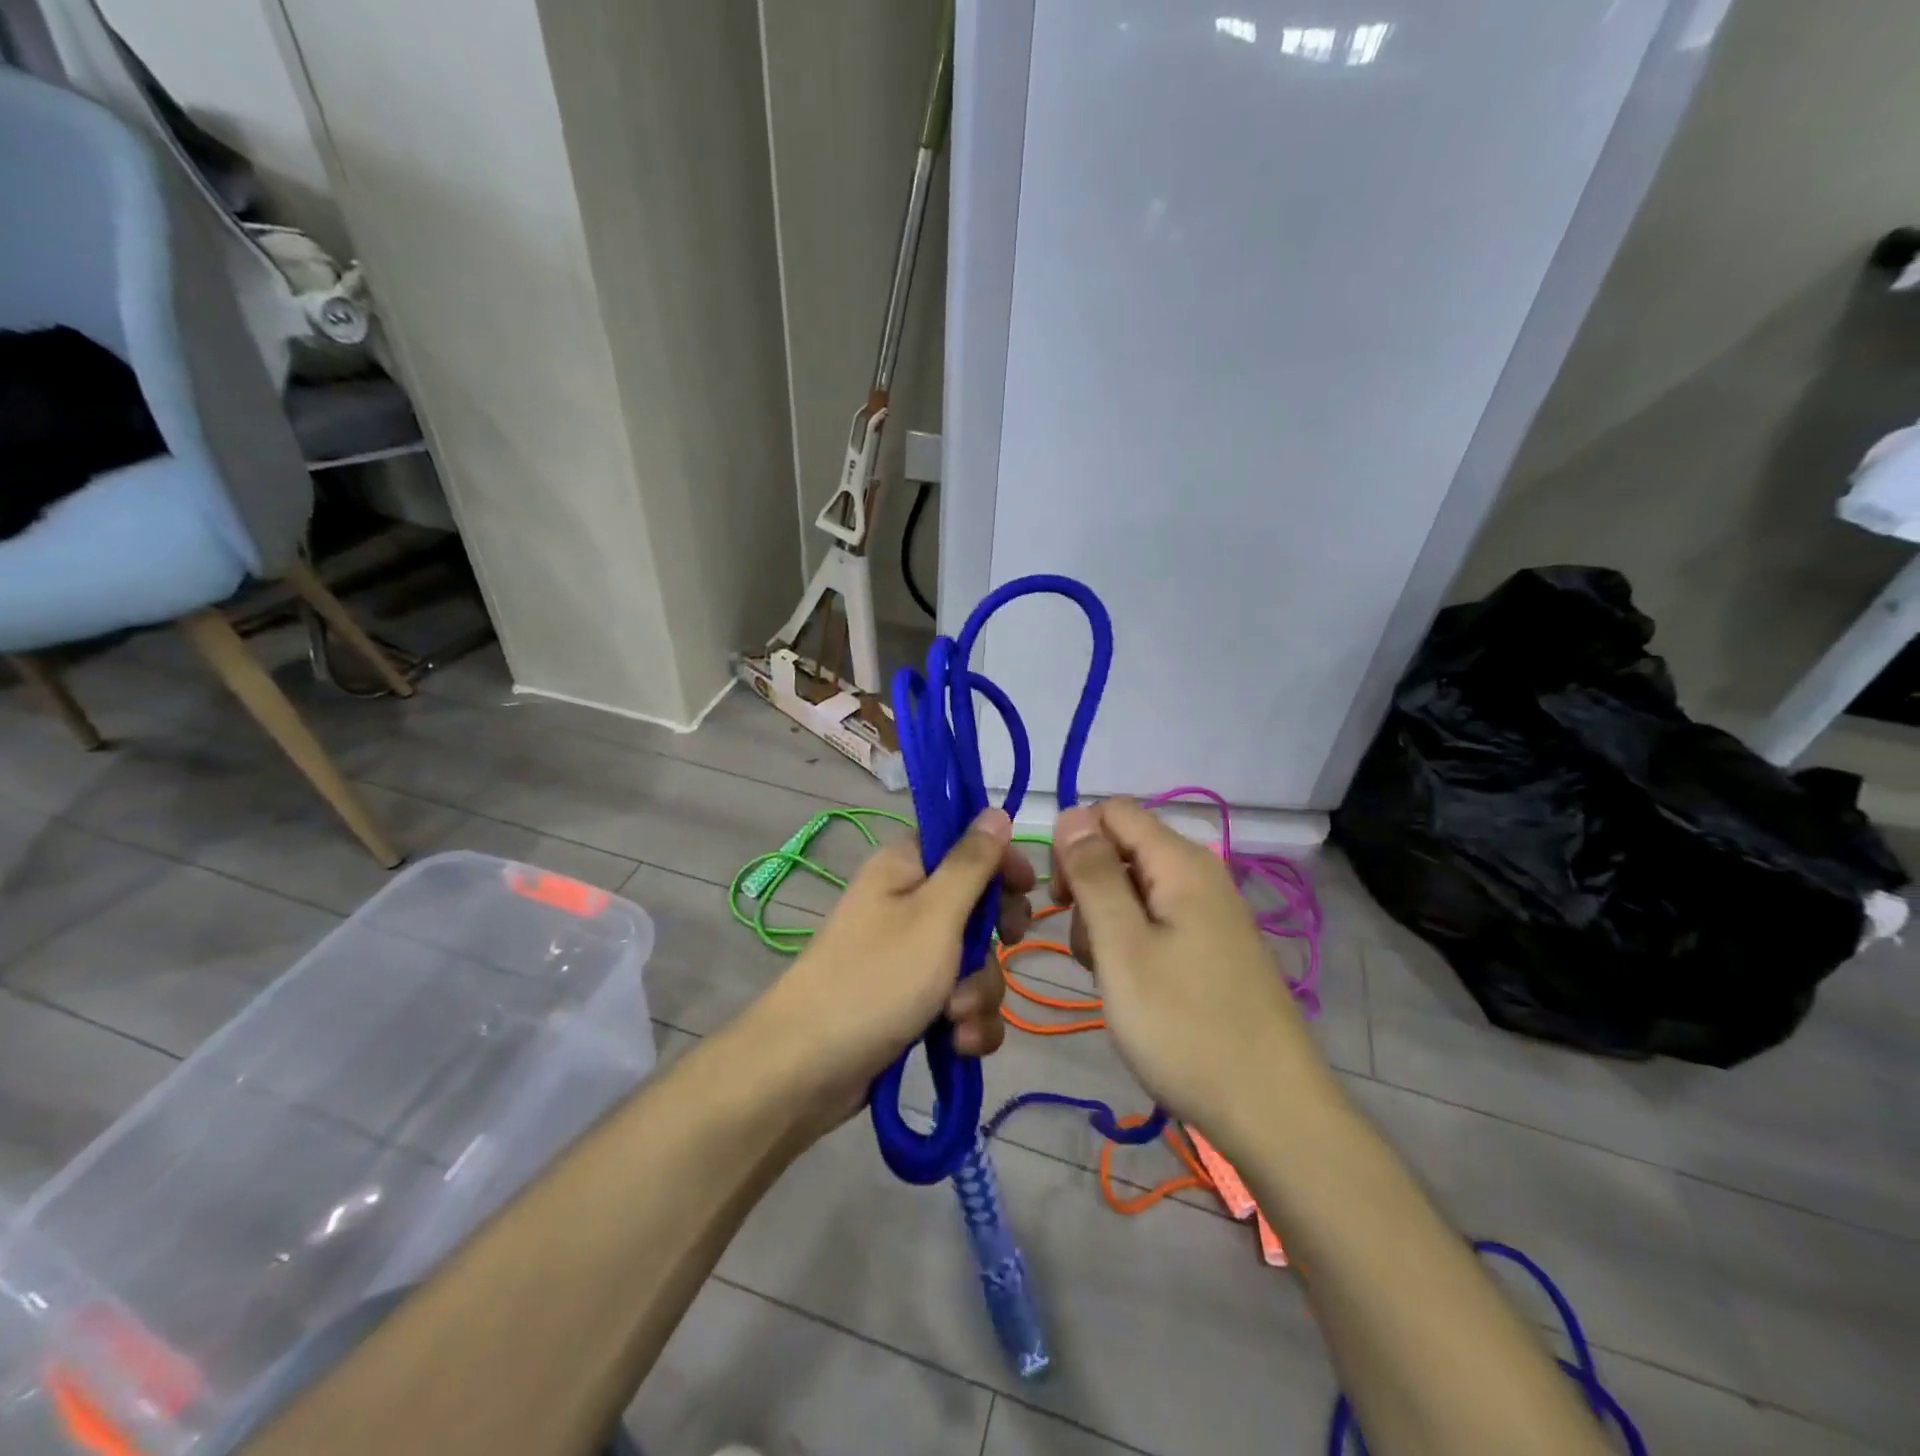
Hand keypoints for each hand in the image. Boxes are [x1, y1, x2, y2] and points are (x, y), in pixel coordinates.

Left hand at [757, 808, 1032, 1117]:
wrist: (807, 1069)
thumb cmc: (876, 979)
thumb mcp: (934, 915)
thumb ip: (971, 863)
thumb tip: (995, 811)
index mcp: (905, 868)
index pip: (964, 842)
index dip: (999, 860)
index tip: (1027, 887)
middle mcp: (907, 904)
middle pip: (977, 904)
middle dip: (994, 938)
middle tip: (1004, 947)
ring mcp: (908, 956)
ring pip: (975, 960)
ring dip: (979, 991)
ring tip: (956, 1017)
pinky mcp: (911, 1001)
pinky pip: (960, 1000)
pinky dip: (966, 1022)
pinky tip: (957, 1043)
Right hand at [1052, 799, 1321, 1138]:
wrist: (1271, 1111)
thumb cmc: (1185, 1025)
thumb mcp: (1122, 946)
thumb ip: (1094, 874)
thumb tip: (1071, 813)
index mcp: (1180, 862)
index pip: (1112, 811)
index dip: (1074, 841)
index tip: (1060, 897)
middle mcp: (1199, 874)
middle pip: (1122, 848)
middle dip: (1087, 886)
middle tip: (1083, 945)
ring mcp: (1209, 913)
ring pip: (1134, 888)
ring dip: (1104, 921)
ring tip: (1107, 975)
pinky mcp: (1212, 946)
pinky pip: (1156, 921)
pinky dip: (1130, 943)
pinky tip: (1130, 986)